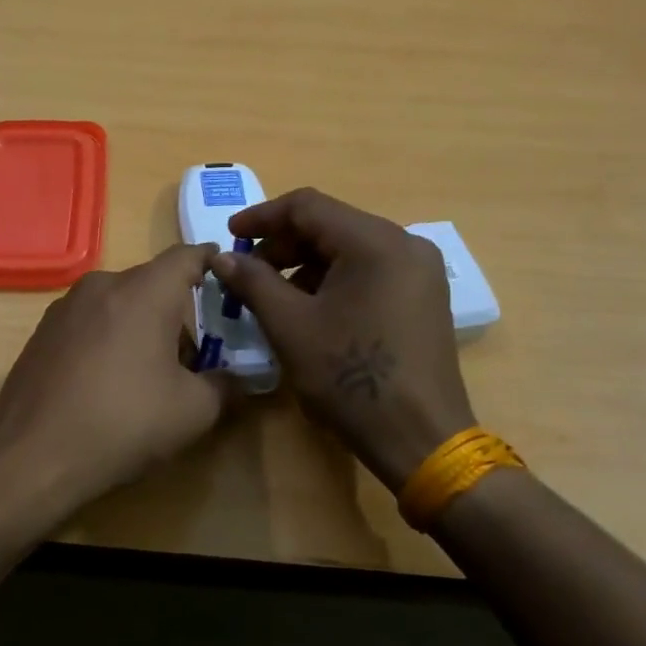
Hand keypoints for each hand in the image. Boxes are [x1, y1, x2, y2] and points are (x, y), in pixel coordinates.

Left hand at [0, 243, 240, 518]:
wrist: (32, 454)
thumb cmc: (123, 423)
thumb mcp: (193, 412)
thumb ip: (226, 386)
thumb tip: (239, 379)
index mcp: (144, 291)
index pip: (187, 256)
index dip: (211, 261)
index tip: (226, 274)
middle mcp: (103, 284)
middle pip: (152, 282)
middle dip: (176, 308)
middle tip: (194, 350)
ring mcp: (66, 305)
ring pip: (118, 301)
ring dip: (140, 323)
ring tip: (149, 370)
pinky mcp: (43, 330)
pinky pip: (90, 320)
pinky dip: (108, 336)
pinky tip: (106, 379)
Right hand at [212, 188, 474, 492]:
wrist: (421, 439)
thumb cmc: (350, 377)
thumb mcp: (290, 325)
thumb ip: (253, 281)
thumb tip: (222, 257)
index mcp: (375, 241)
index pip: (308, 206)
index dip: (262, 217)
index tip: (230, 237)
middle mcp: (405, 244)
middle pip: (331, 225)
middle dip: (283, 244)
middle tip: (248, 272)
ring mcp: (420, 271)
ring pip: (350, 248)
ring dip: (306, 264)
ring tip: (274, 295)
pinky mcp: (423, 297)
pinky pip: (370, 270)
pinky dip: (334, 280)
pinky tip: (311, 309)